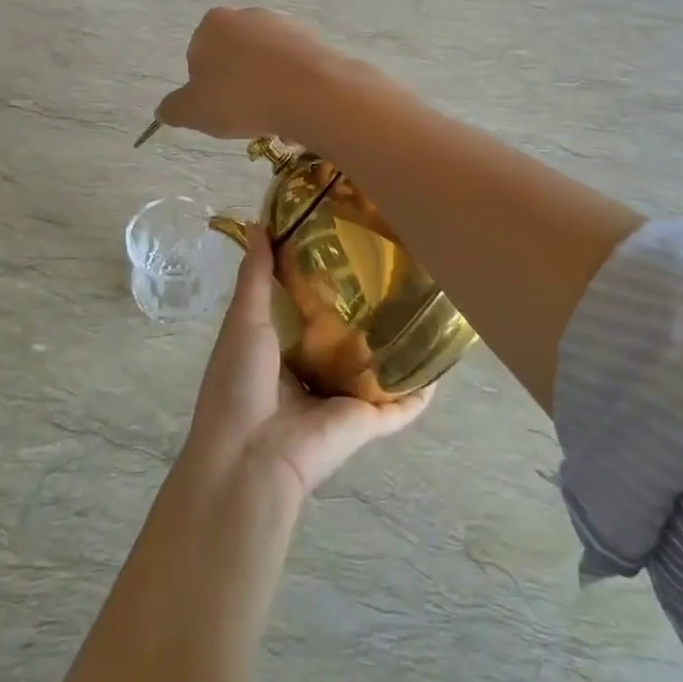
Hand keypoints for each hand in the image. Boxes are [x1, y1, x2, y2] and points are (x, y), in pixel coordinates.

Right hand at [157, 7, 342, 143]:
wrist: (312, 93)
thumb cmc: (242, 98)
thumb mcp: (194, 112)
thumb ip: (173, 109)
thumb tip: (165, 109)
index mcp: (213, 23)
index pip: (198, 57)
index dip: (204, 89)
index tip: (218, 110)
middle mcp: (249, 15)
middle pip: (234, 59)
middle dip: (237, 88)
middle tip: (245, 118)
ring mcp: (285, 25)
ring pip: (265, 66)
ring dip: (266, 91)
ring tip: (274, 120)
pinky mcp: (315, 40)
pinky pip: (294, 70)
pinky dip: (292, 89)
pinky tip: (297, 111)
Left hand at [185, 228, 430, 499]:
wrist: (251, 457)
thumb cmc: (240, 381)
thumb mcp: (243, 320)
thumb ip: (255, 276)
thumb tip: (258, 224)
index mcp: (280, 349)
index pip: (307, 308)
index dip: (324, 277)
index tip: (346, 242)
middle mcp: (312, 372)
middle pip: (345, 336)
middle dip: (366, 309)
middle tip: (395, 268)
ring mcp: (341, 399)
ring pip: (376, 368)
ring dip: (397, 346)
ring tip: (425, 305)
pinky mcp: (367, 421)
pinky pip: (401, 404)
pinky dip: (421, 389)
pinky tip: (442, 362)